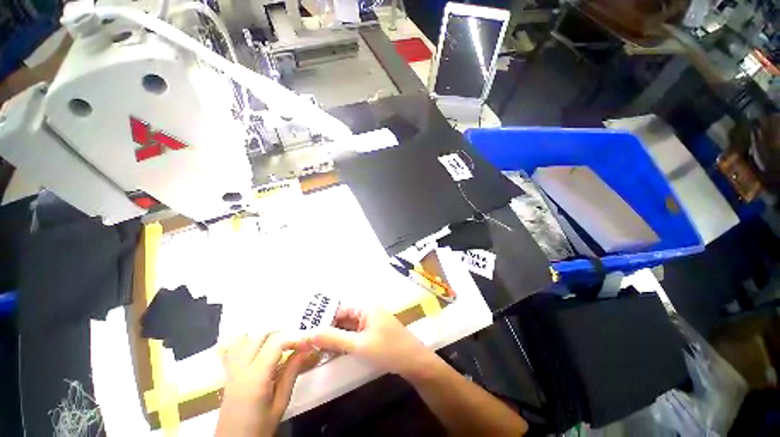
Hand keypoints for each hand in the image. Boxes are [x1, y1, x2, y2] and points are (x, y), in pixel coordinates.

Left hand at [216, 333, 308, 436]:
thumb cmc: (260, 427)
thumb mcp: (281, 403)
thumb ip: (291, 372)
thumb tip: (306, 349)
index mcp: (256, 377)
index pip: (276, 342)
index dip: (294, 337)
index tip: (308, 344)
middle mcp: (241, 367)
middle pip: (261, 333)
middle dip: (282, 332)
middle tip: (296, 343)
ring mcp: (231, 368)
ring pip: (247, 335)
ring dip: (266, 334)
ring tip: (280, 343)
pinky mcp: (227, 371)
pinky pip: (235, 346)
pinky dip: (249, 339)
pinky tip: (259, 345)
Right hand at [302, 304, 436, 379]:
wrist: (414, 362)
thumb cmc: (388, 349)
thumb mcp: (359, 345)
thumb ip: (334, 339)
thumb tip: (309, 333)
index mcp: (366, 307)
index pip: (339, 309)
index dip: (324, 320)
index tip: (307, 333)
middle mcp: (368, 311)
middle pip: (344, 318)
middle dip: (328, 330)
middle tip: (309, 344)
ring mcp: (372, 323)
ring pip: (349, 327)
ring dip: (336, 337)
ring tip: (317, 349)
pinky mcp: (374, 333)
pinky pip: (355, 334)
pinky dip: (345, 342)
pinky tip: (334, 352)